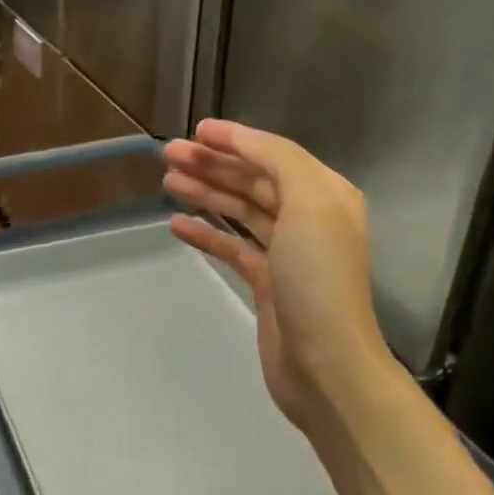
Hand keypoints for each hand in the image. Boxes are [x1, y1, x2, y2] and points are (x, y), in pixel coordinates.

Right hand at [164, 120, 394, 443]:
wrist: (325, 363)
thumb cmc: (318, 278)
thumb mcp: (309, 203)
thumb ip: (278, 161)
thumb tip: (243, 142)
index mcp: (324, 194)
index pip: (274, 154)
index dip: (235, 139)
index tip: (195, 131)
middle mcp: (308, 218)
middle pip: (254, 180)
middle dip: (213, 165)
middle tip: (168, 155)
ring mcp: (287, 253)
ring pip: (241, 211)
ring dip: (206, 193)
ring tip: (168, 182)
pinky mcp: (267, 284)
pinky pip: (233, 247)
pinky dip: (207, 234)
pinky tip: (178, 225)